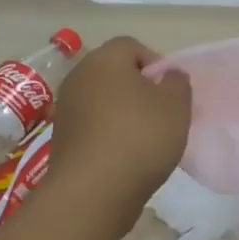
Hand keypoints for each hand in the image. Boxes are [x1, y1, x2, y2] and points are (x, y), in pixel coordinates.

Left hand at [49, 37, 190, 224]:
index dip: (156, 63)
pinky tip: (125, 156)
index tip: (170, 91)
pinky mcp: (61, 139)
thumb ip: (177, 82)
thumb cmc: (139, 137)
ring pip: (102, 100)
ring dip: (122, 113)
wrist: (92, 193)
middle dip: (139, 88)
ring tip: (145, 138)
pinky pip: (92, 125)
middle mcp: (79, 76)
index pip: (132, 46)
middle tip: (161, 113)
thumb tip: (168, 75)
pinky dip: (108, 134)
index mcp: (104, 59)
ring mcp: (66, 109)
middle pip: (114, 72)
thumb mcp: (176, 105)